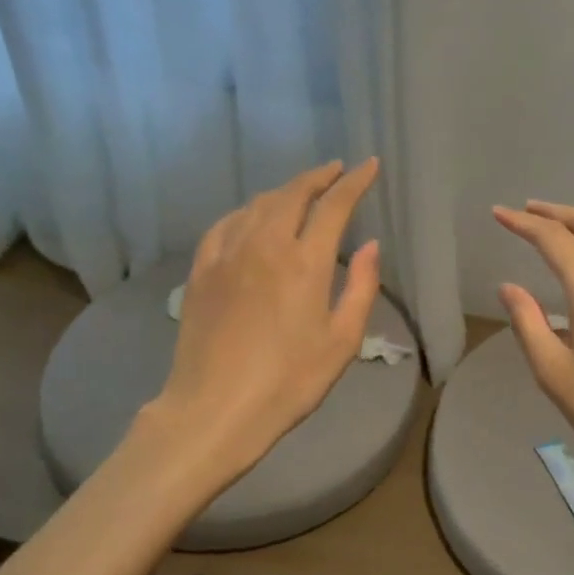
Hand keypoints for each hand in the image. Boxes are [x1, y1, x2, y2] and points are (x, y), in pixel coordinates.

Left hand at [144, 158, 381, 477]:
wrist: (215, 409)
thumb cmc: (289, 381)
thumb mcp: (342, 341)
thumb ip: (361, 287)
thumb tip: (371, 245)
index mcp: (305, 262)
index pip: (334, 205)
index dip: (354, 181)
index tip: (368, 166)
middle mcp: (266, 245)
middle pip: (293, 193)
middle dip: (318, 177)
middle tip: (336, 170)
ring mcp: (228, 254)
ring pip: (258, 204)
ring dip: (285, 191)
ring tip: (301, 191)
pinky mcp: (202, 270)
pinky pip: (226, 224)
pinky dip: (247, 211)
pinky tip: (252, 217)